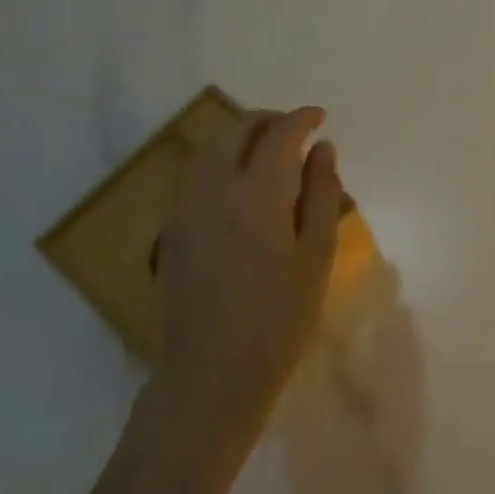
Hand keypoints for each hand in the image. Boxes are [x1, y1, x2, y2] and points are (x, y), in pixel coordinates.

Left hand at [155, 107, 342, 431]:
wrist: (211, 376)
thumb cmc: (279, 319)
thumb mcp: (316, 255)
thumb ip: (321, 194)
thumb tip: (322, 149)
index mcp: (256, 195)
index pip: (278, 135)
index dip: (301, 119)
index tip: (320, 117)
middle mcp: (213, 192)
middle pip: (235, 133)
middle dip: (267, 121)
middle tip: (296, 129)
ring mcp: (185, 211)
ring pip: (211, 152)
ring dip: (241, 140)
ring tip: (270, 153)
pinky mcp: (172, 233)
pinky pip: (198, 178)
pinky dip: (223, 164)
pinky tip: (243, 189)